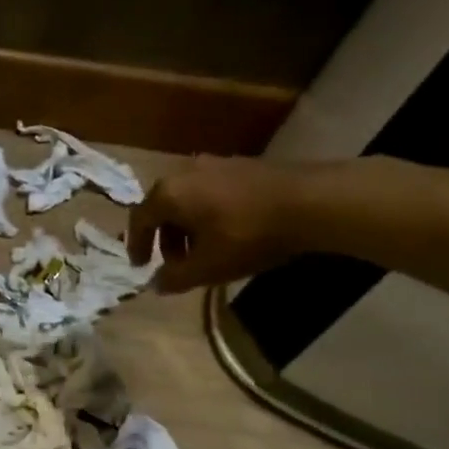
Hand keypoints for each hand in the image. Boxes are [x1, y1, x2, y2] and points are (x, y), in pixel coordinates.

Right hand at [127, 155, 320, 291]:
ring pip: (188, 198)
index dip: (137, 245)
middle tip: (177, 262)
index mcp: (168, 194)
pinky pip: (210, 190)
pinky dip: (208, 211)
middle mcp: (184, 172)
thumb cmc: (248, 236)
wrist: (312, 202)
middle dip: (165, 237)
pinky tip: (228, 230)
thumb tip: (156, 284)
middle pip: (163, 207)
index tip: (141, 266)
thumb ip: (176, 278)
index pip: (139, 220)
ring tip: (205, 248)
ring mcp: (214, 164)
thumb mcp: (208, 267)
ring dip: (188, 225)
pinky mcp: (241, 164)